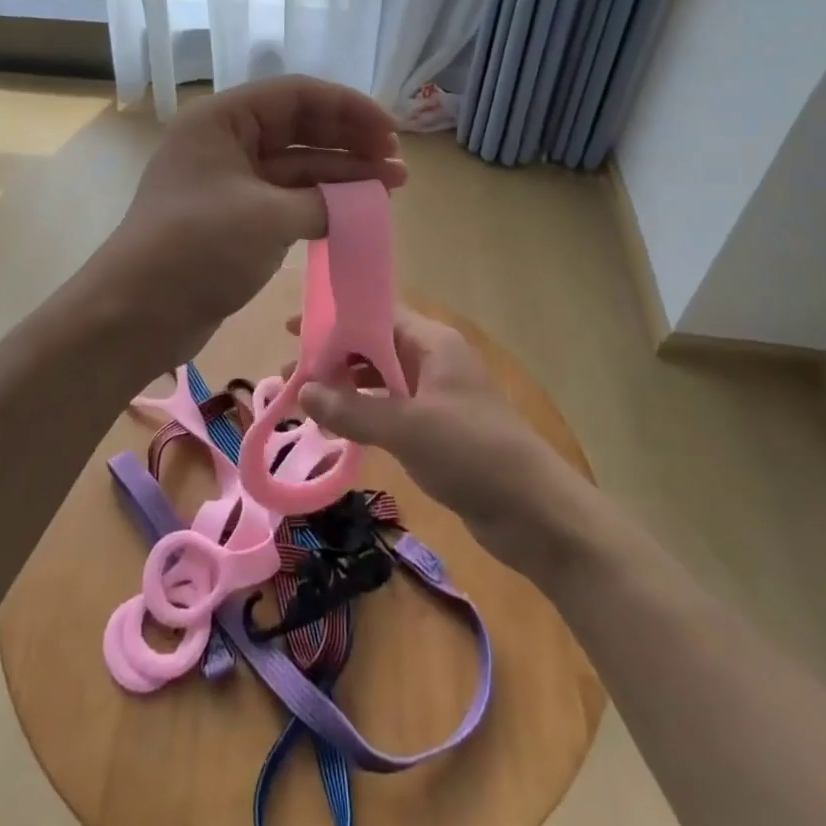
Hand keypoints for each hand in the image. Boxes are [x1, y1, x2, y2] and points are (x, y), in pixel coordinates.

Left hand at [94, 76, 406, 364]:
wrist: (137, 314)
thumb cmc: (198, 249)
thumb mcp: (268, 217)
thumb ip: (324, 201)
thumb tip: (364, 201)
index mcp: (222, 120)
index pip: (296, 95)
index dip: (349, 108)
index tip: (391, 133)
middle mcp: (226, 142)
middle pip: (300, 127)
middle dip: (351, 143)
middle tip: (396, 165)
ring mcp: (230, 182)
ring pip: (297, 166)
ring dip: (343, 175)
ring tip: (392, 188)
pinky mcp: (236, 218)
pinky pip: (287, 198)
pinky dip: (321, 203)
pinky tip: (357, 212)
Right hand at [297, 308, 589, 574]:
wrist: (534, 512)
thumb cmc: (472, 453)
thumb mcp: (406, 428)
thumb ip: (352, 409)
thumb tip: (302, 391)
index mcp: (433, 343)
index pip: (377, 313)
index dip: (336, 319)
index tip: (294, 329)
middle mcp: (433, 360)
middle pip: (374, 346)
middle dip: (333, 358)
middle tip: (290, 374)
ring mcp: (436, 395)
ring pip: (380, 380)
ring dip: (345, 389)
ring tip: (304, 403)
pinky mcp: (436, 429)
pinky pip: (390, 410)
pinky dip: (363, 414)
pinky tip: (336, 430)